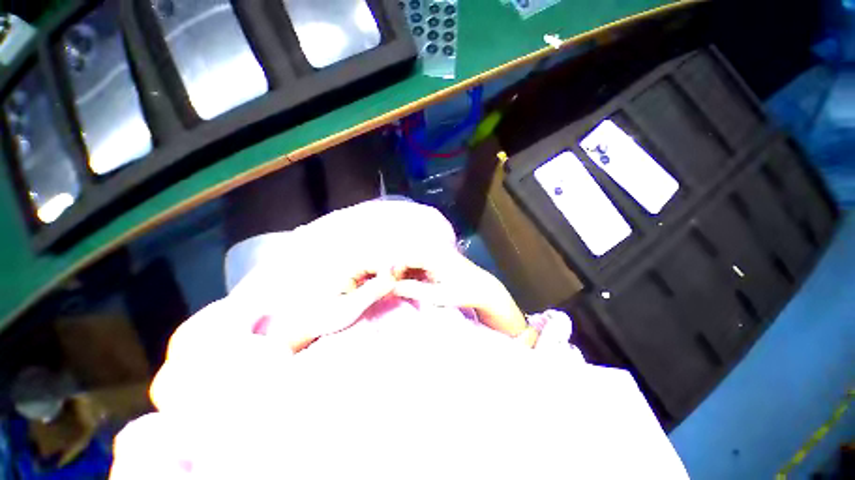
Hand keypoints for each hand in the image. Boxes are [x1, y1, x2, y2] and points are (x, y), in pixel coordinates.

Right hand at [392, 249, 535, 345]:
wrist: (483, 288)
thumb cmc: (464, 293)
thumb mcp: (439, 295)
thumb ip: (414, 290)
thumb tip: (391, 286)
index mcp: (432, 254)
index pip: (403, 257)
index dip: (391, 270)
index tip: (387, 286)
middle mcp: (431, 248)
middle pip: (405, 255)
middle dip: (395, 270)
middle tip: (390, 287)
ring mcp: (433, 252)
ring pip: (410, 259)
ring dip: (402, 272)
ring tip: (397, 286)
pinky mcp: (435, 257)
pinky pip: (417, 262)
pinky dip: (410, 272)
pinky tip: (407, 283)